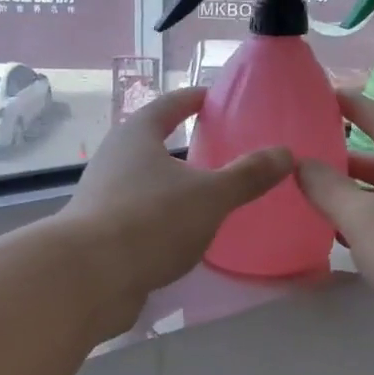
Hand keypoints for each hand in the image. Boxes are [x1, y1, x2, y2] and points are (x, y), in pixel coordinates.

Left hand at [62, 87, 292, 328]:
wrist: (88, 278)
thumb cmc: (151, 220)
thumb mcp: (210, 196)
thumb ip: (248, 175)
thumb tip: (285, 153)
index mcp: (137, 136)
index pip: (169, 105)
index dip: (194, 99)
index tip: (215, 97)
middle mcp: (115, 159)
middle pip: (153, 142)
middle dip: (184, 143)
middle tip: (221, 147)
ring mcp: (103, 196)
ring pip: (146, 181)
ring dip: (173, 184)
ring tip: (208, 194)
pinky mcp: (101, 232)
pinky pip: (141, 214)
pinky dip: (163, 216)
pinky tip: (185, 234)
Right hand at [296, 92, 373, 368]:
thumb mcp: (364, 219)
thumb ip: (328, 189)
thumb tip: (302, 163)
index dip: (352, 106)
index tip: (322, 95)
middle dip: (345, 159)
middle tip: (305, 157)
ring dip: (355, 197)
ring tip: (314, 198)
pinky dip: (369, 225)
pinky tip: (343, 239)